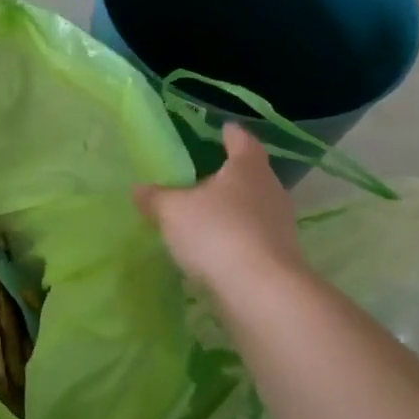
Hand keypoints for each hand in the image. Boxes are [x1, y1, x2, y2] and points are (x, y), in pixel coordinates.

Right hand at [134, 124, 305, 290]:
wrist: (260, 290)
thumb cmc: (216, 232)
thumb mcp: (173, 211)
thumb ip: (156, 197)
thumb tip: (138, 189)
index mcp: (248, 168)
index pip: (242, 141)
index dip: (231, 134)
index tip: (224, 129)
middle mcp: (270, 190)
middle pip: (250, 175)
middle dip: (230, 175)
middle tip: (205, 174)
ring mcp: (279, 225)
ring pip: (252, 208)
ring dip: (232, 210)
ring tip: (205, 214)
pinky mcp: (278, 256)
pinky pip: (252, 237)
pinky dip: (234, 237)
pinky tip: (214, 247)